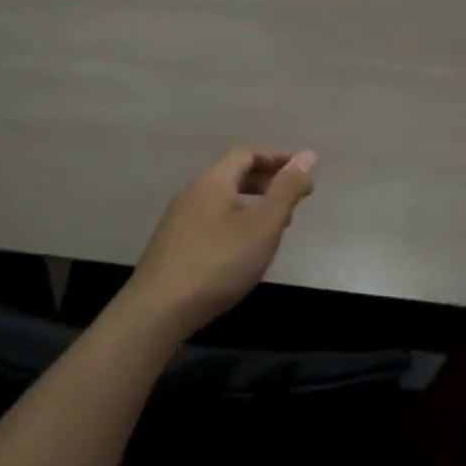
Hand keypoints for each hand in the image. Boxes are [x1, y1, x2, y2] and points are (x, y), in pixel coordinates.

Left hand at [126, 147, 316, 339]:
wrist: (158, 311)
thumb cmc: (218, 262)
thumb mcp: (263, 226)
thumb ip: (286, 190)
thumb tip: (308, 155)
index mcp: (213, 181)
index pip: (247, 154)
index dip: (277, 158)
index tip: (302, 172)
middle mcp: (192, 193)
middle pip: (233, 175)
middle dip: (267, 182)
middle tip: (294, 199)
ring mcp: (178, 220)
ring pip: (223, 200)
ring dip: (252, 204)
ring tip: (276, 226)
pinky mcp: (173, 246)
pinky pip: (212, 220)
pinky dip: (236, 222)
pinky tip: (244, 249)